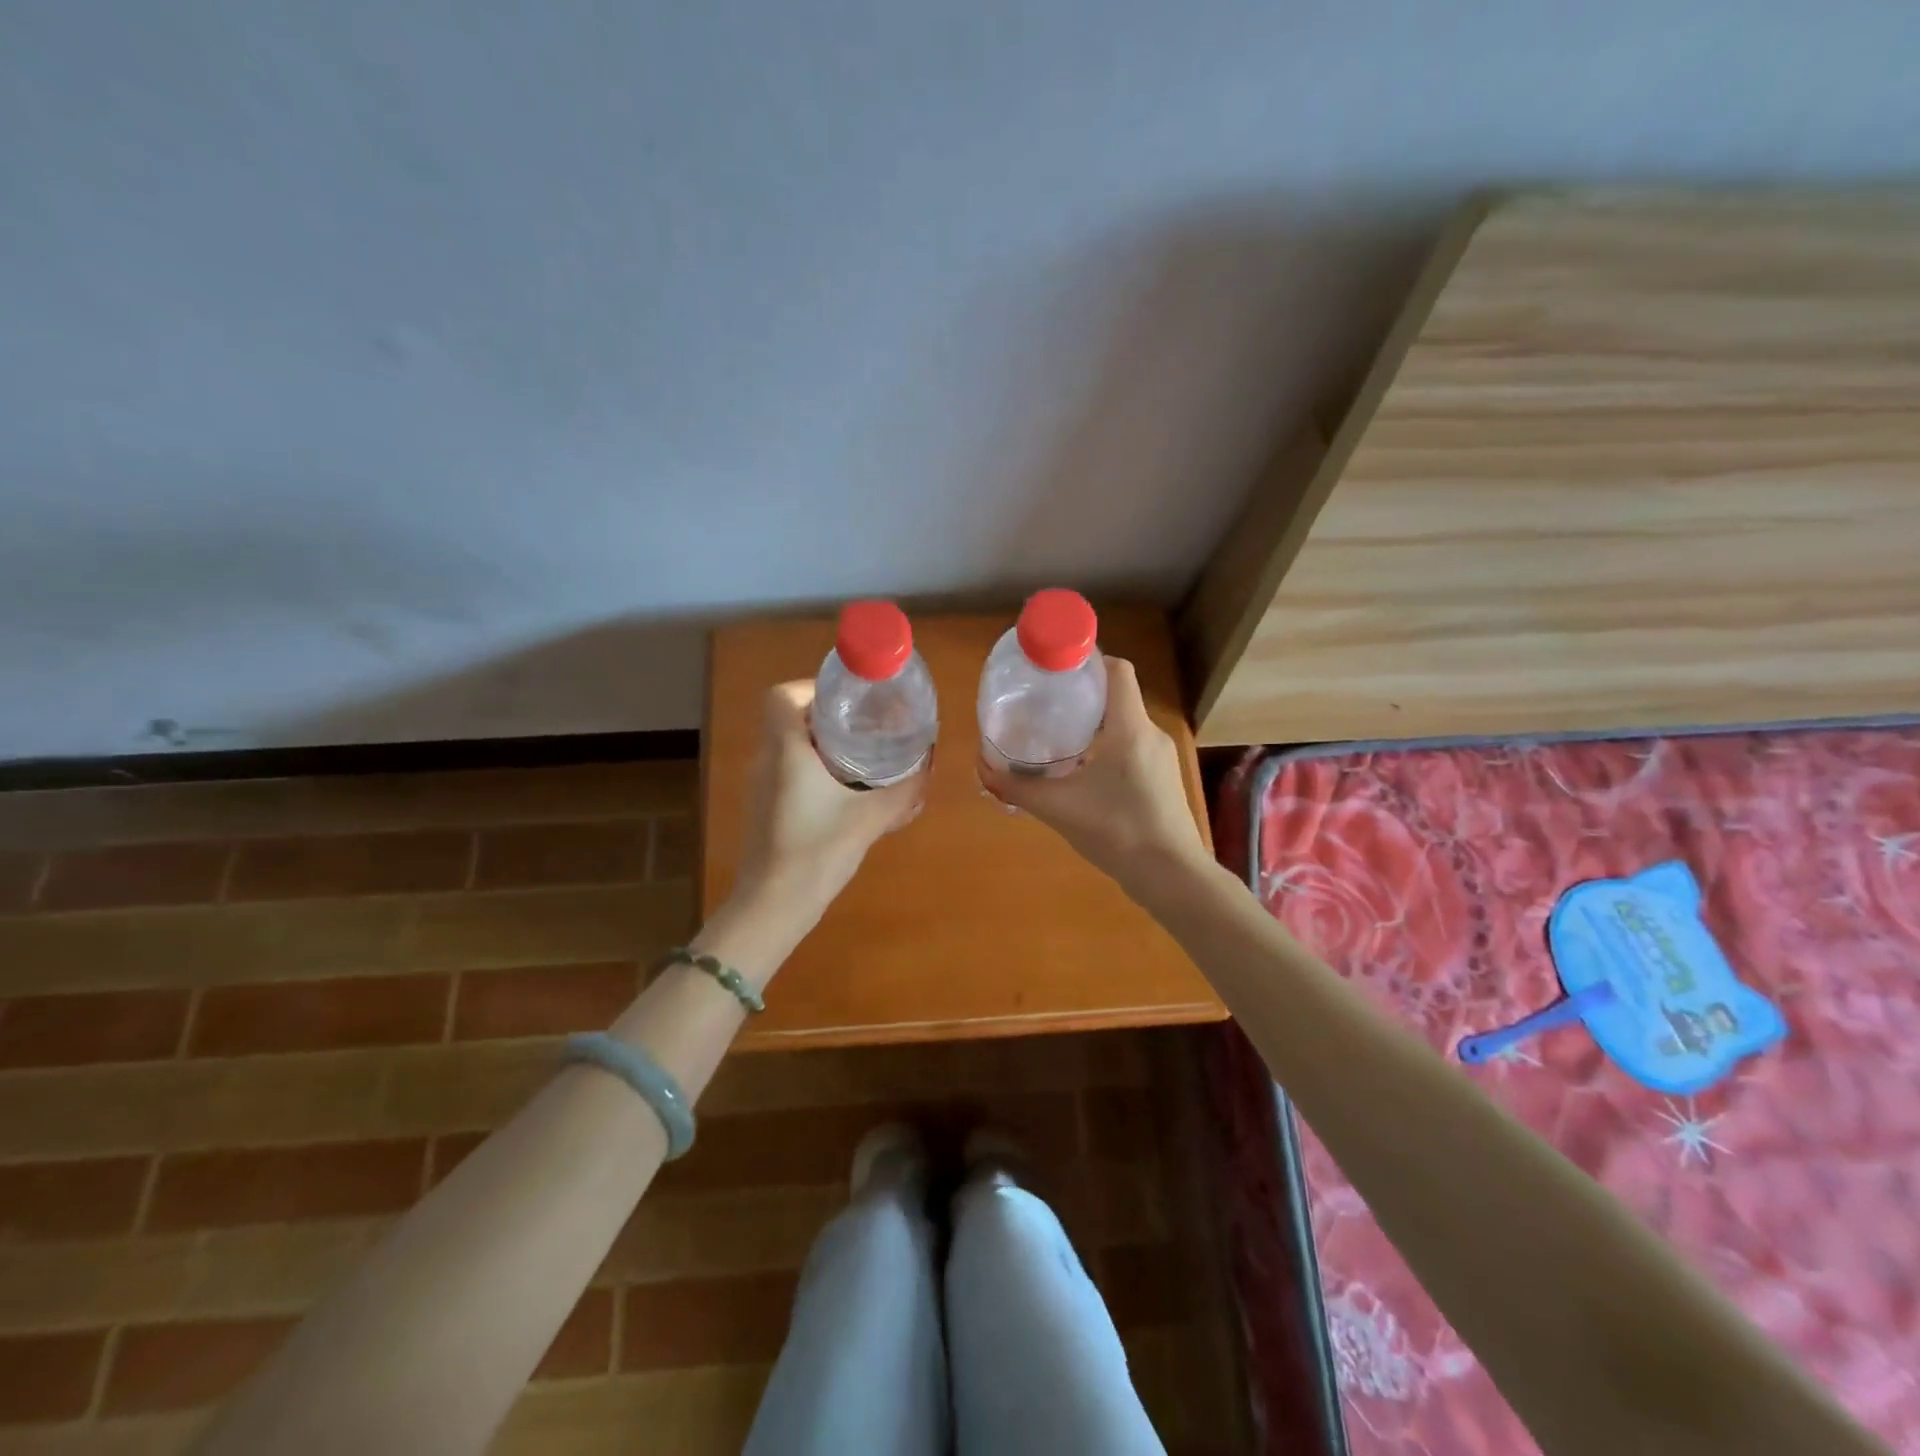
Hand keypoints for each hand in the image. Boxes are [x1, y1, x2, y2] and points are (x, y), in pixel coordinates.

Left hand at [734, 680, 927, 914]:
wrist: (773, 907)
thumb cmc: (817, 852)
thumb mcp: (870, 818)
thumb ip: (904, 791)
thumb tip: (928, 769)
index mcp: (786, 751)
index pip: (782, 695)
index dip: (811, 688)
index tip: (847, 701)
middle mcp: (766, 761)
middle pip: (789, 718)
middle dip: (826, 716)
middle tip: (864, 725)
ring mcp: (760, 787)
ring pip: (786, 747)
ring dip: (819, 744)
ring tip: (859, 755)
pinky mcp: (762, 810)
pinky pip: (785, 772)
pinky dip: (811, 770)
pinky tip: (842, 792)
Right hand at [977, 657, 1206, 892]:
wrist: (1171, 875)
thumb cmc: (1116, 829)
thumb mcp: (1058, 808)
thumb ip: (1018, 788)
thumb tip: (983, 770)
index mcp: (1129, 727)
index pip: (1117, 670)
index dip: (1089, 659)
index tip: (1056, 668)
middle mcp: (1149, 733)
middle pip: (1117, 696)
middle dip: (1082, 694)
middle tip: (1045, 702)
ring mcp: (1161, 757)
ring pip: (1124, 724)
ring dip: (1094, 723)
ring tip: (1057, 734)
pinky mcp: (1163, 779)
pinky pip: (1132, 747)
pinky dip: (1107, 746)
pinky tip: (1082, 770)